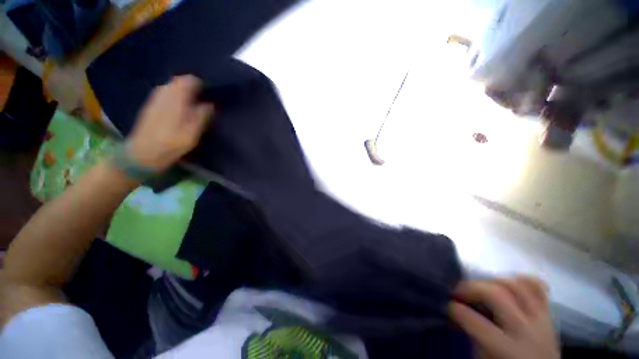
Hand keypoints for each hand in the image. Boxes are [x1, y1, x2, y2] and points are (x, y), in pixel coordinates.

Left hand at [127, 75, 213, 171]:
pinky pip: (165, 95)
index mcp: (176, 96)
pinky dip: (175, 99)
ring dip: (183, 93)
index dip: (201, 85)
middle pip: (179, 82)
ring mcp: (155, 99)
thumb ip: (203, 114)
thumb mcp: (194, 130)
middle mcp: (163, 92)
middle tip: (203, 101)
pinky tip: (180, 111)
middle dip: (192, 88)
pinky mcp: (151, 106)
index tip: (210, 94)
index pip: (190, 80)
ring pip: (171, 88)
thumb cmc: (173, 141)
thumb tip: (210, 104)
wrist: (145, 152)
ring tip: (193, 106)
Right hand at [450, 276, 559, 358]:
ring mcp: (540, 319)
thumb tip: (454, 314)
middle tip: (458, 291)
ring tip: (481, 287)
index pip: (474, 321)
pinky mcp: (548, 313)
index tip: (446, 305)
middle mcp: (525, 330)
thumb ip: (471, 336)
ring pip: (516, 285)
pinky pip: (537, 287)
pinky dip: (521, 280)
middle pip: (496, 294)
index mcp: (507, 349)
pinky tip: (507, 283)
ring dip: (493, 281)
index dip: (454, 309)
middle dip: (470, 287)